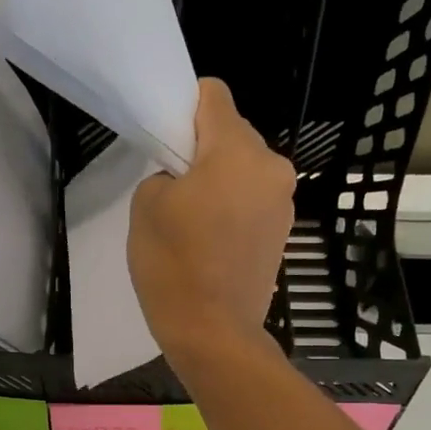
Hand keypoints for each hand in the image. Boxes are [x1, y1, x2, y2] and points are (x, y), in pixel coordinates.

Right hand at [130, 78, 295, 366]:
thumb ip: (165, 171)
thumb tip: (184, 178)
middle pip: (232, 134)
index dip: (184, 109)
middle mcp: (271, 167)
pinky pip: (252, 202)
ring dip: (219, 183)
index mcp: (238, 150)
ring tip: (193, 223)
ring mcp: (283, 202)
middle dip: (203, 152)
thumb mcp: (146, 205)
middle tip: (175, 190)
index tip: (167, 142)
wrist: (214, 334)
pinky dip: (233, 210)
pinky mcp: (284, 233)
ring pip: (243, 171)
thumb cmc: (174, 265)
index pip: (213, 95)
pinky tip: (212, 243)